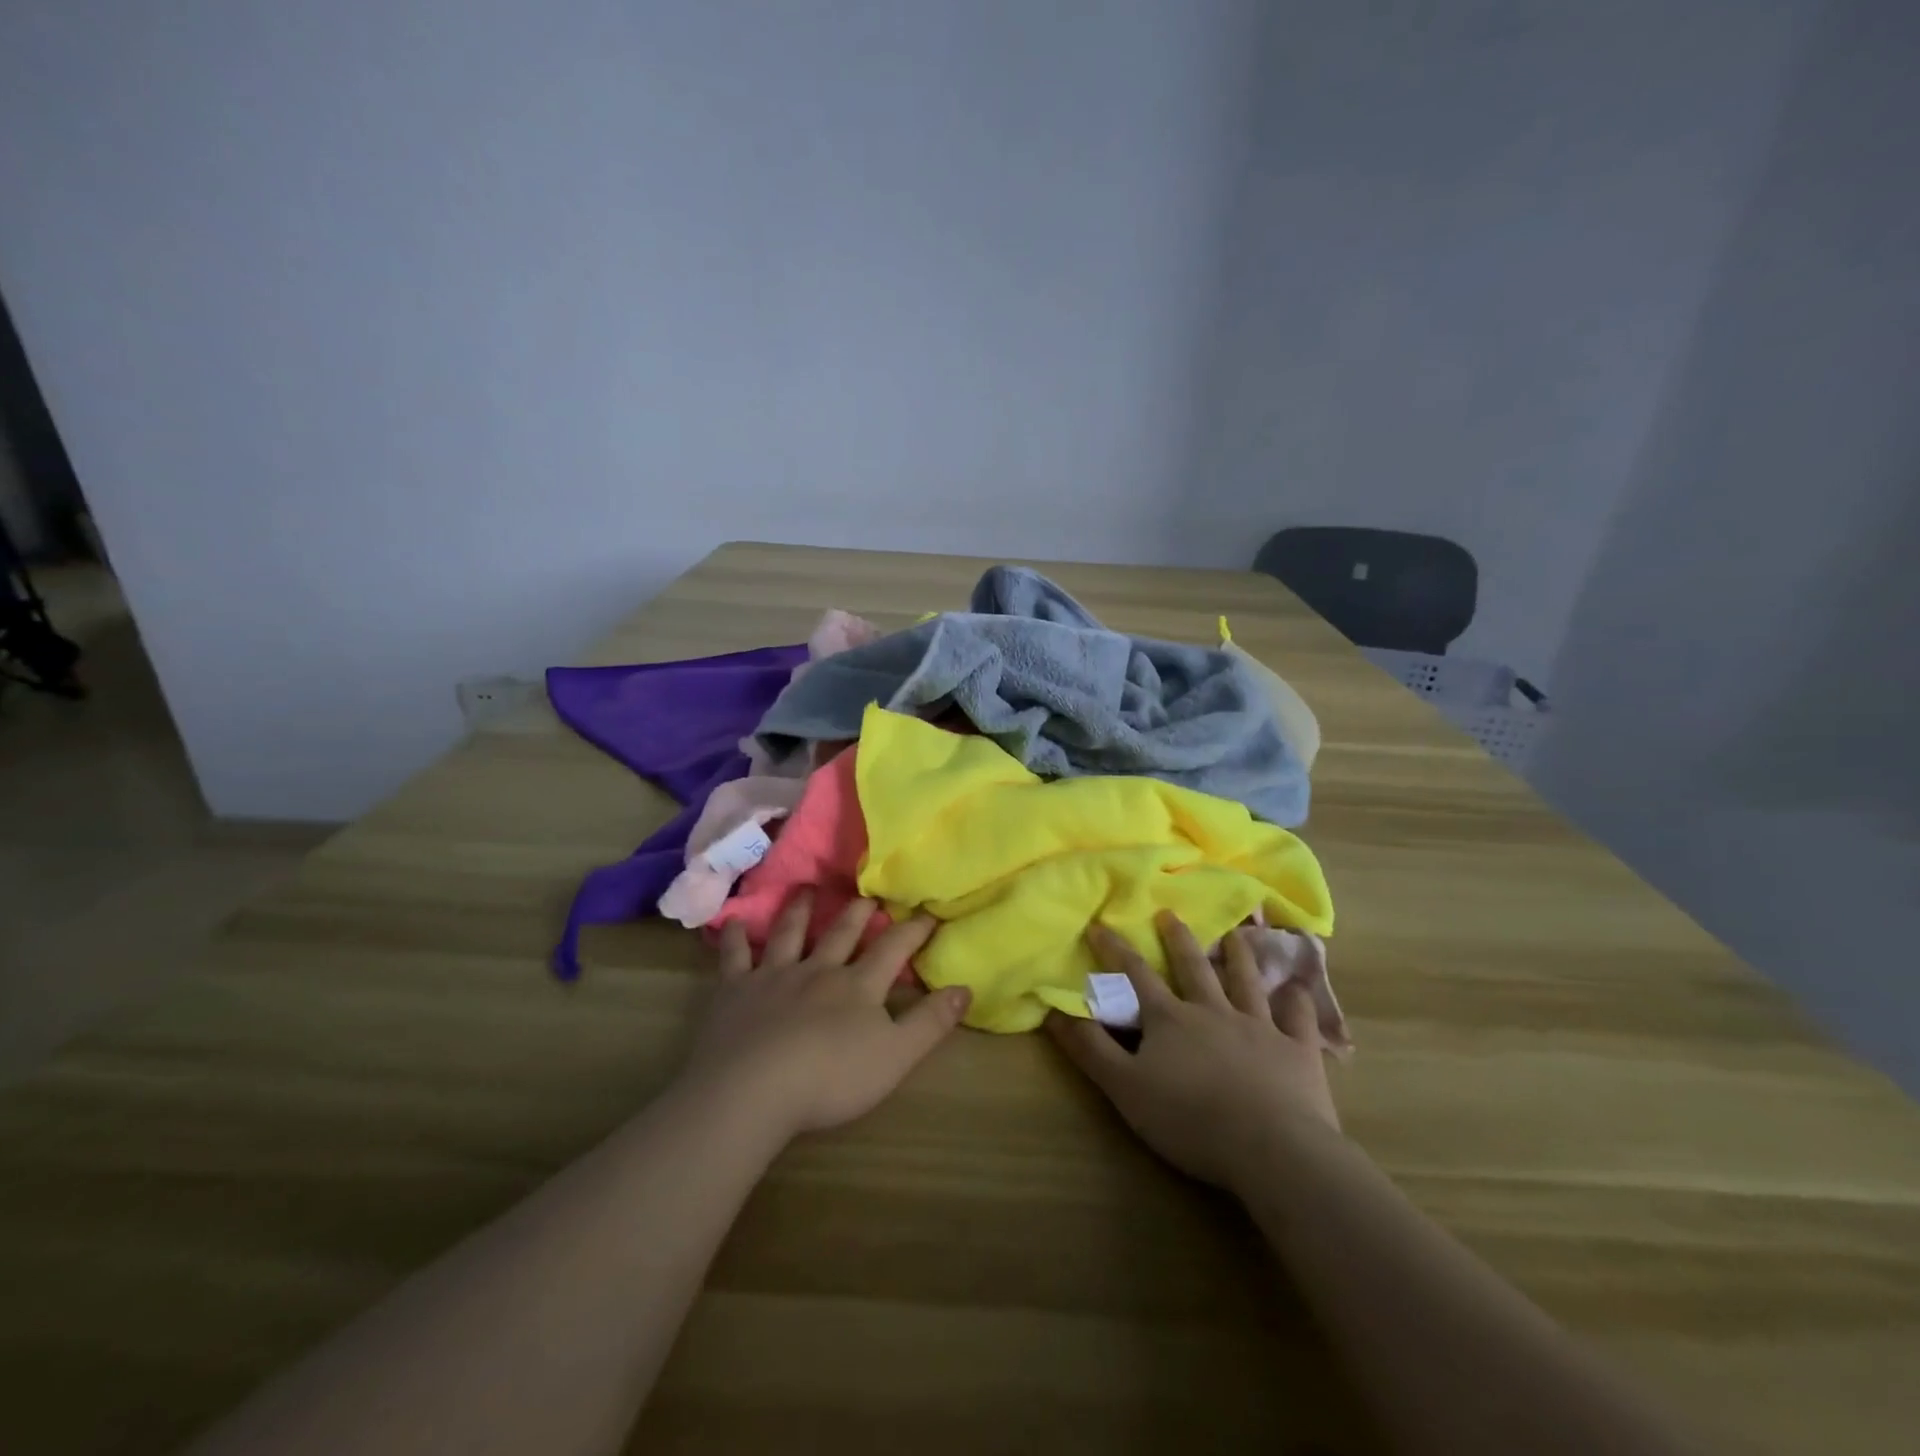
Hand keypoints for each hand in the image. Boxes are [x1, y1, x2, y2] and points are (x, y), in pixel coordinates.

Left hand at [675, 892, 970, 1147]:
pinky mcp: (735, 990)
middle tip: (866, 892)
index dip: (913, 930)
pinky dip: (735, 938)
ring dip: (800, 910)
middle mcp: (818, 970)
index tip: (928, 911)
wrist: (751, 1089)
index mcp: (857, 986)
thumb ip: (930, 1022)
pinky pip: (735, 958)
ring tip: (807, 889)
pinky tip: (733, 923)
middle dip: (858, 912)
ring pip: (789, 934)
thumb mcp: (895, 1056)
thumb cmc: (830, 1078)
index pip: (892, 949)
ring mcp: (774, 976)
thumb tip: (965, 987)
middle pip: (841, 932)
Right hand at [1046, 912, 1339, 1190]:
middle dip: (1178, 939)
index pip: (1137, 975)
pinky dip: (1298, 1002)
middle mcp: (1213, 1011)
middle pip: (1193, 967)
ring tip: (1234, 933)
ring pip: (1246, 982)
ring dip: (1238, 956)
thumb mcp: (1124, 1087)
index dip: (1116, 950)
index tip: (1101, 924)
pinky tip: (1299, 989)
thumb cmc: (1190, 1119)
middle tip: (1170, 913)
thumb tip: (1053, 1009)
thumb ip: (1090, 1048)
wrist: (1271, 1149)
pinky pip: (1298, 1019)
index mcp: (1171, 1019)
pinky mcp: (1297, 1051)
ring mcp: (1260, 1027)